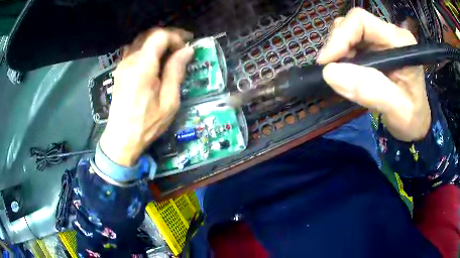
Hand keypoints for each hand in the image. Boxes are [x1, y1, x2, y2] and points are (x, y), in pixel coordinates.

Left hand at [99, 28, 193, 165]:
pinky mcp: (119, 71)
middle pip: (149, 34)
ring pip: (141, 40)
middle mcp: (129, 61)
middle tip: (183, 44)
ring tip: (171, 50)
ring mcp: (122, 65)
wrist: (121, 139)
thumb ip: (176, 71)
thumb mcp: (169, 101)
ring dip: (157, 41)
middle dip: (168, 35)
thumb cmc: (147, 124)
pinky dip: (147, 48)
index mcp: (142, 67)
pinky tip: (155, 59)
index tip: (186, 48)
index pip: (159, 36)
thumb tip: (187, 51)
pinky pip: (134, 50)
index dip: (176, 37)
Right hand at [317, 8, 430, 141]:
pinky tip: (346, 73)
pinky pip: (350, 44)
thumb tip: (330, 73)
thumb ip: (370, 91)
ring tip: (341, 75)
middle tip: (331, 72)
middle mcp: (389, 35)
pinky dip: (342, 58)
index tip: (327, 63)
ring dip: (338, 52)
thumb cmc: (411, 118)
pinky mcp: (374, 49)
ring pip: (348, 32)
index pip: (362, 22)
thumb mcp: (396, 110)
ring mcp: (380, 40)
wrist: (415, 122)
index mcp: (400, 42)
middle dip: (337, 45)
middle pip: (352, 24)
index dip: (340, 36)